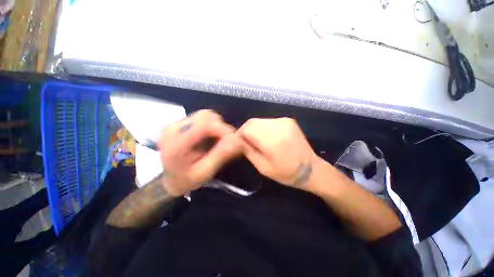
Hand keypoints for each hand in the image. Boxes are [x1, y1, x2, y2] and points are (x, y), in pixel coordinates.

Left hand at [158, 110, 242, 195]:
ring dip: (217, 125)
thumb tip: (238, 141)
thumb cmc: (186, 180)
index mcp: (176, 143)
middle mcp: (173, 128)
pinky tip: (211, 137)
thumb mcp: (204, 172)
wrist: (170, 179)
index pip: (204, 125)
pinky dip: (213, 125)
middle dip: (221, 127)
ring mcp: (176, 123)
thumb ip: (220, 156)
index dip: (223, 129)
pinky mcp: (182, 123)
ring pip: (205, 115)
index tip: (234, 140)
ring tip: (219, 140)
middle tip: (227, 142)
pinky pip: (202, 118)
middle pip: (205, 116)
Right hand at [237, 118, 316, 187]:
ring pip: (259, 120)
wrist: (311, 169)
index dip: (239, 135)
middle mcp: (278, 126)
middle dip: (246, 131)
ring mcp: (284, 121)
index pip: (247, 128)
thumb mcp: (263, 167)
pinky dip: (263, 128)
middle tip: (247, 143)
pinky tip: (268, 138)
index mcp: (272, 140)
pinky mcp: (288, 120)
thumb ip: (248, 151)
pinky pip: (268, 121)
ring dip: (254, 129)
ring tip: (258, 141)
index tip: (239, 143)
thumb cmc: (286, 173)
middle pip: (252, 122)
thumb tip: (238, 140)